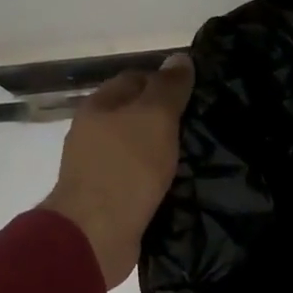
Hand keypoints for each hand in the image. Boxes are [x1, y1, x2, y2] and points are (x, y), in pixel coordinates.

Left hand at [40, 54, 194, 288]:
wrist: (97, 233)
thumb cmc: (126, 167)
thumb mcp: (155, 118)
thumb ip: (169, 88)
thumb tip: (180, 58)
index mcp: (98, 106)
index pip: (134, 79)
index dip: (164, 82)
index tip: (195, 94)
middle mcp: (93, 133)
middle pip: (134, 115)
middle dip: (165, 118)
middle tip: (200, 126)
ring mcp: (97, 168)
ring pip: (137, 148)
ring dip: (162, 151)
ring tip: (196, 156)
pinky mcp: (108, 199)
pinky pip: (137, 178)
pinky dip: (156, 178)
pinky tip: (178, 184)